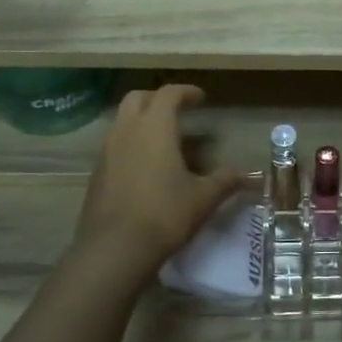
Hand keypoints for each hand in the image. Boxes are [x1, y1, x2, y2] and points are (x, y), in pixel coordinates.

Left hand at [75, 85, 247, 268]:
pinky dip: (131, 144)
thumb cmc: (165, 214)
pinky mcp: (97, 173)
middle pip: (137, 98)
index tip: (201, 98)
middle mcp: (127, 131)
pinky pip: (114, 146)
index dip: (186, 92)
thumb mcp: (204, 198)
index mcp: (155, 128)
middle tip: (177, 111)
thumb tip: (244, 173)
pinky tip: (146, 168)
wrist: (115, 249)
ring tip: (163, 141)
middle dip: (157, 99)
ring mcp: (107, 152)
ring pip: (122, 121)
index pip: (169, 94)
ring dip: (142, 121)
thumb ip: (225, 180)